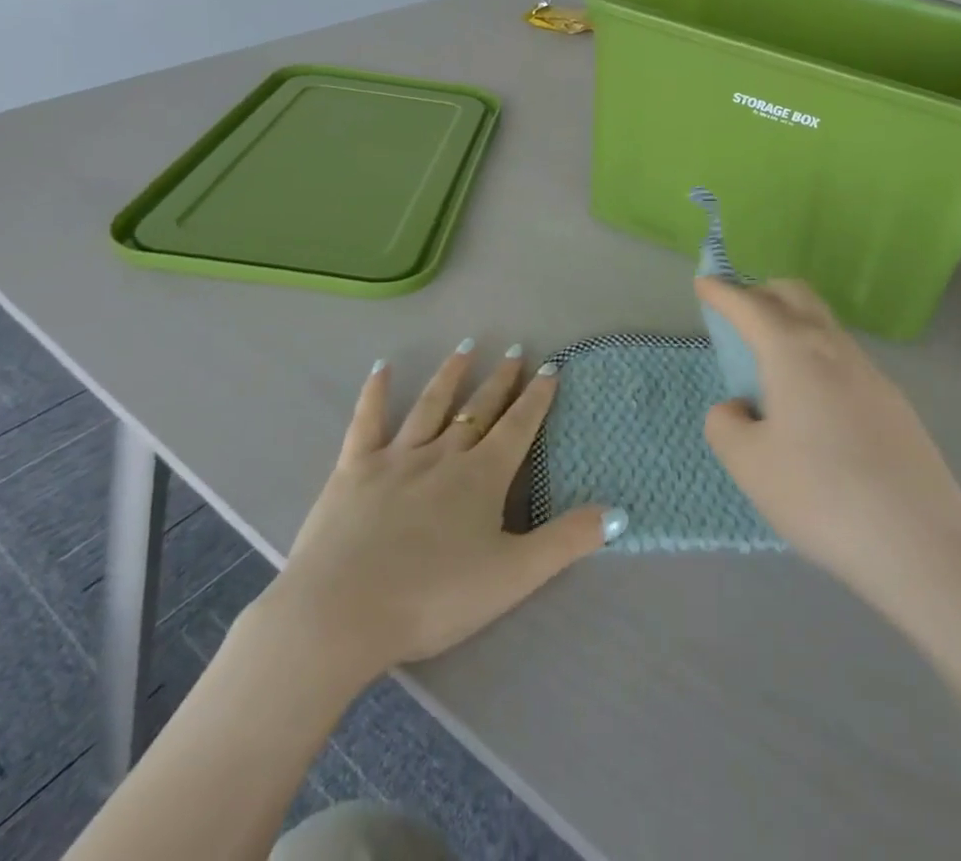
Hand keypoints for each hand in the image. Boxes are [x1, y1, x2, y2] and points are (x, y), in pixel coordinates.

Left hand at [247, 345, 616, 689]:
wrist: (340, 613)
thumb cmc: (433, 597)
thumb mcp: (513, 576)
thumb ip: (566, 541)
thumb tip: (620, 513)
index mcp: (481, 477)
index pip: (518, 426)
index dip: (537, 397)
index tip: (551, 367)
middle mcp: (442, 455)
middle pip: (478, 411)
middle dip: (500, 381)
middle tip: (514, 351)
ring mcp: (395, 457)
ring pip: (430, 405)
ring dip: (451, 375)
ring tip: (467, 348)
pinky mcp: (353, 469)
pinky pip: (367, 421)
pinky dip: (375, 392)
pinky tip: (382, 367)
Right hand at [697, 278, 960, 606]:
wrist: (921, 541)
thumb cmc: (821, 496)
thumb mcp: (750, 465)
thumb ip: (726, 425)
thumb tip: (739, 408)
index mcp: (793, 352)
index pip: (750, 306)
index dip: (723, 292)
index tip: (704, 282)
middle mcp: (833, 348)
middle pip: (796, 296)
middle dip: (763, 292)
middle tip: (738, 313)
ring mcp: (869, 372)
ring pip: (823, 324)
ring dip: (792, 322)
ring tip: (770, 360)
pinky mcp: (893, 401)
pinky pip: (843, 356)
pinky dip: (815, 353)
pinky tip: (811, 399)